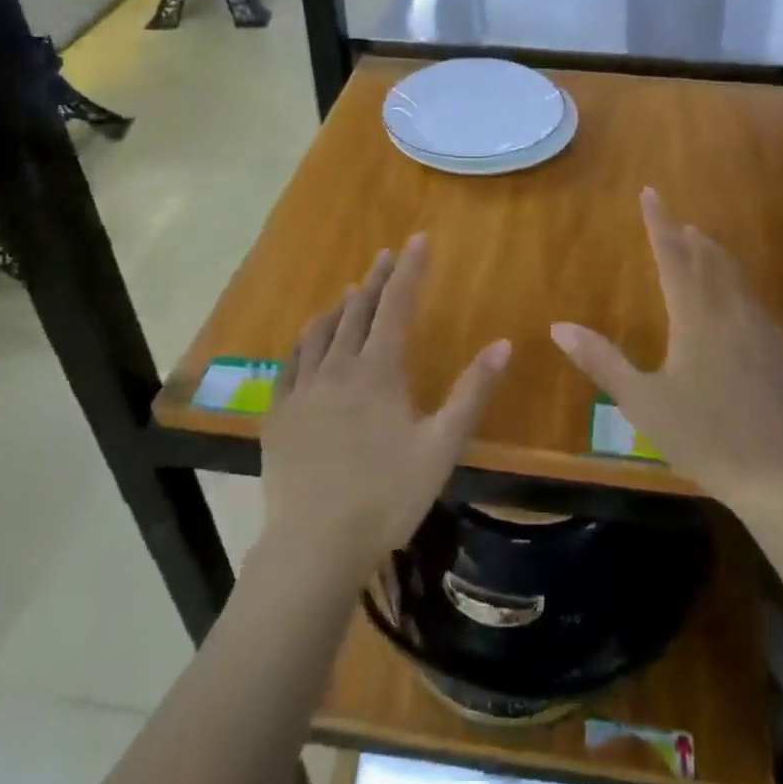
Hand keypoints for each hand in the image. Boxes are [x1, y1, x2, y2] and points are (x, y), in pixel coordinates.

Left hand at [260, 235, 510, 586]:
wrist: (315, 545)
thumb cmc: (387, 496)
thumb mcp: (442, 446)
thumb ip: (472, 392)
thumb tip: (504, 344)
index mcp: (379, 371)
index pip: (398, 305)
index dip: (411, 269)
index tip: (418, 238)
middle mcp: (339, 367)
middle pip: (359, 311)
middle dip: (377, 279)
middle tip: (387, 254)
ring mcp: (303, 389)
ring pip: (322, 331)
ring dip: (341, 306)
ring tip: (353, 290)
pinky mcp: (278, 413)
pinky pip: (292, 361)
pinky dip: (306, 339)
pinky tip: (309, 337)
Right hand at [550, 188, 782, 516]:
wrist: (780, 478)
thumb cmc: (703, 438)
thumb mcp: (641, 402)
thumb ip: (601, 361)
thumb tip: (559, 326)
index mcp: (695, 319)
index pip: (673, 258)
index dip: (659, 224)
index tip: (650, 193)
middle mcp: (731, 314)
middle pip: (711, 262)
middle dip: (691, 238)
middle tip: (679, 222)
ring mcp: (762, 332)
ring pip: (738, 280)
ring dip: (718, 258)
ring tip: (706, 247)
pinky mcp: (782, 354)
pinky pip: (756, 304)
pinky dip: (740, 288)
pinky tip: (741, 303)